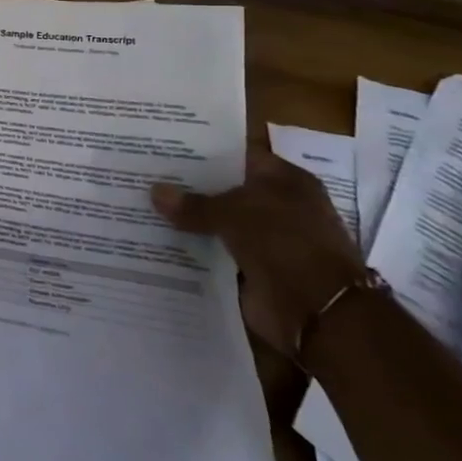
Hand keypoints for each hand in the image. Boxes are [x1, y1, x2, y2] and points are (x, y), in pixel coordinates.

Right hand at [151, 150, 366, 353]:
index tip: (164, 149)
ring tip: (143, 205)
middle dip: (189, 186)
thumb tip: (155, 191)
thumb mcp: (234, 213)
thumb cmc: (285, 244)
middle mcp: (278, 206)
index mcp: (285, 180)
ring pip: (218, 222)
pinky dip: (194, 249)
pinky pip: (216, 252)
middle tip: (144, 175)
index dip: (203, 152)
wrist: (318, 312)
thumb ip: (194, 203)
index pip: (237, 156)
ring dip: (189, 220)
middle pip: (225, 190)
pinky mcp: (254, 269)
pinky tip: (158, 239)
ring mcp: (266, 240)